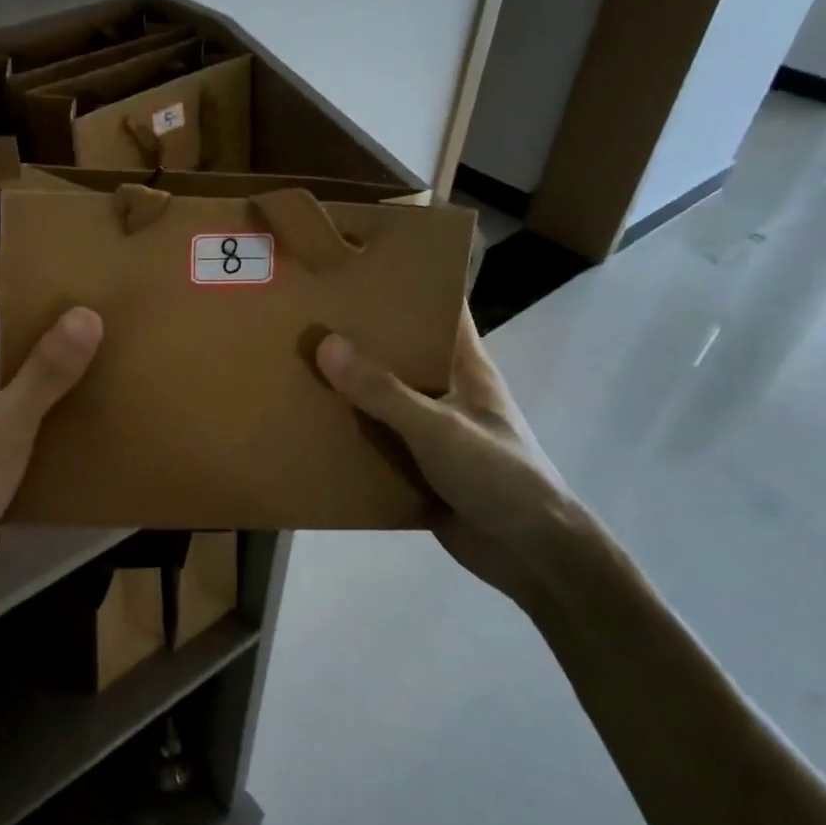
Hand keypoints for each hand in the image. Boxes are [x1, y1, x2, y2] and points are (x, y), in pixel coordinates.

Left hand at [0, 296, 102, 618]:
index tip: (51, 292)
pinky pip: (9, 431)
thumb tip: (86, 315)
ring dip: (35, 382)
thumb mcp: (6, 422)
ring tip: (86, 367)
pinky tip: (73, 422)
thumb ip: (45, 372)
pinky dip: (36, 421)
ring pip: (0, 395)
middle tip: (79, 327)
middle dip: (28, 340)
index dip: (5, 300)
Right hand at [316, 308, 589, 606]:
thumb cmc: (498, 475)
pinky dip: (348, 435)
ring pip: (383, 399)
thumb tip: (325, 343)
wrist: (530, 556)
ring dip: (348, 389)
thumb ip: (383, 390)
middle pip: (401, 354)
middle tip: (307, 316)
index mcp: (466, 367)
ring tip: (295, 366)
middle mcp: (447, 391)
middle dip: (360, 338)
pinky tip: (308, 427)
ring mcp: (432, 430)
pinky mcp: (417, 467)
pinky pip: (376, 442)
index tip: (359, 268)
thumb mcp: (438, 428)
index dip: (408, 286)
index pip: (440, 310)